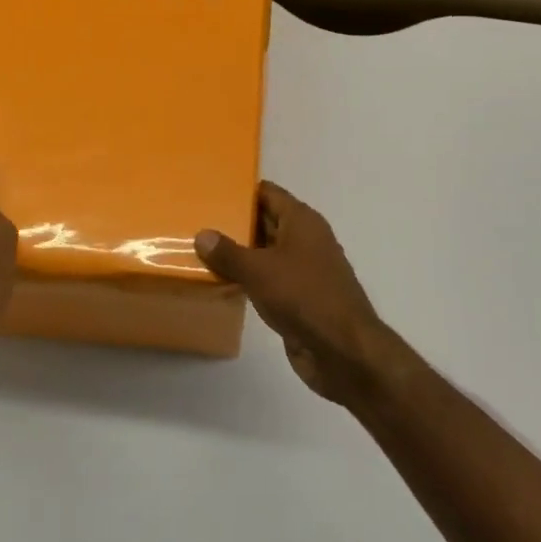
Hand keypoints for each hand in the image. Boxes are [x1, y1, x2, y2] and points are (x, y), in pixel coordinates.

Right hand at [196, 183, 400, 405]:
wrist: (343, 351)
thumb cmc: (304, 296)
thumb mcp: (259, 270)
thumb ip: (228, 252)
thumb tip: (202, 235)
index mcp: (301, 221)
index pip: (267, 193)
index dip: (241, 190)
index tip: (210, 191)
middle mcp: (304, 239)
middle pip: (265, 221)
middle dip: (234, 222)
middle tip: (197, 221)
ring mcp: (303, 270)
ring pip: (265, 252)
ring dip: (239, 253)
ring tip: (200, 250)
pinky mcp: (299, 298)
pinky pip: (268, 279)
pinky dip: (248, 279)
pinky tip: (220, 282)